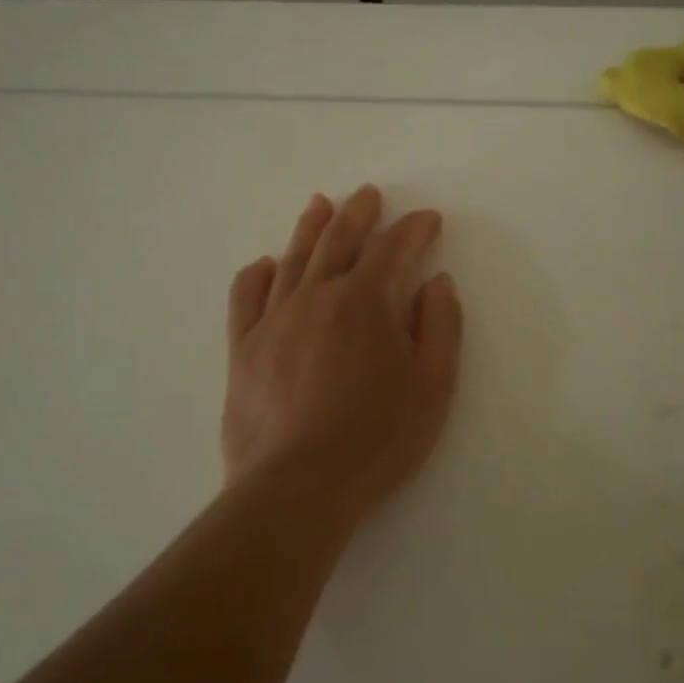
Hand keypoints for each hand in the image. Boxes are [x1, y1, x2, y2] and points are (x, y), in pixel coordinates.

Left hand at [221, 186, 463, 528]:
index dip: (414, 229)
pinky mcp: (243, 348)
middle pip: (340, 240)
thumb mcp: (433, 386)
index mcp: (366, 301)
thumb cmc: (377, 438)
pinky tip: (267, 265)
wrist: (297, 487)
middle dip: (359, 213)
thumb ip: (440, 326)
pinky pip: (247, 297)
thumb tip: (436, 281)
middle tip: (369, 194)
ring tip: (320, 203)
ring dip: (311, 227)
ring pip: (294, 258)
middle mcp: (317, 296)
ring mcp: (274, 319)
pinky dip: (258, 274)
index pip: (394, 248)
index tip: (428, 220)